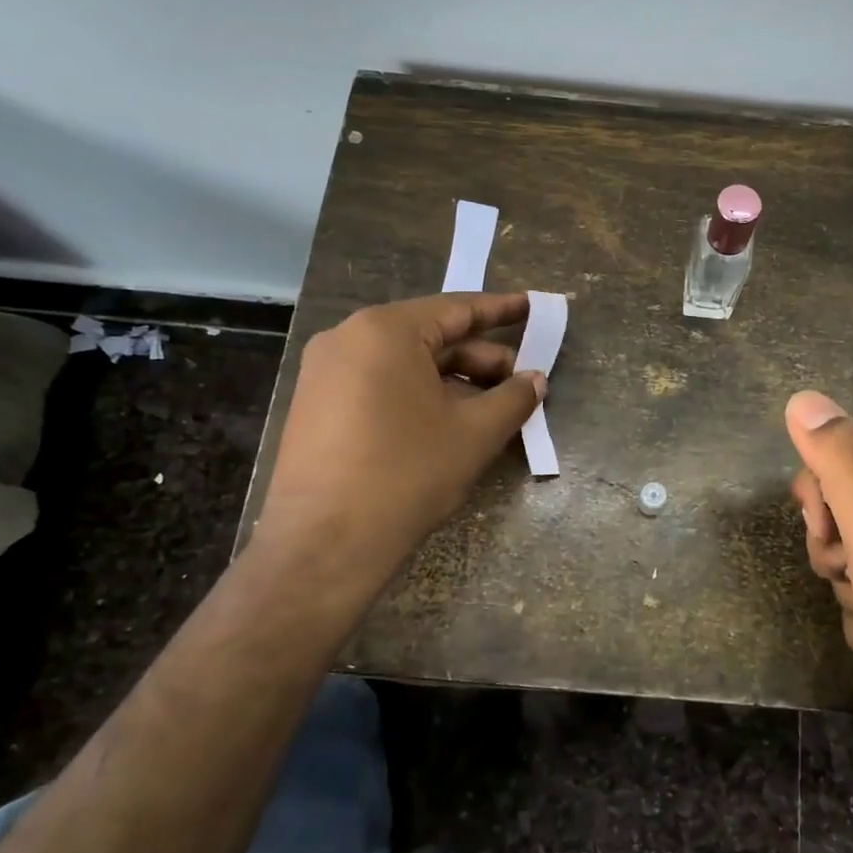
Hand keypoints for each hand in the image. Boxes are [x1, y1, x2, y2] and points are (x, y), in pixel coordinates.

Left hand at [249, 292, 546, 612]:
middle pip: (431, 338)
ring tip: (495, 408)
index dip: (502, 310)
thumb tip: (535, 379)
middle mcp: (348, 339)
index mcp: (385, 331)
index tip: (533, 306)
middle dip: (480, 359)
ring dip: (454, 382)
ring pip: (407, 365)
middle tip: (523, 380)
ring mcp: (326, 373)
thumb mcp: (474, 434)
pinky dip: (421, 396)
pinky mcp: (317, 407)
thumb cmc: (406, 475)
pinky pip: (381, 386)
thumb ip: (513, 398)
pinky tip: (452, 423)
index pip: (457, 309)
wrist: (323, 546)